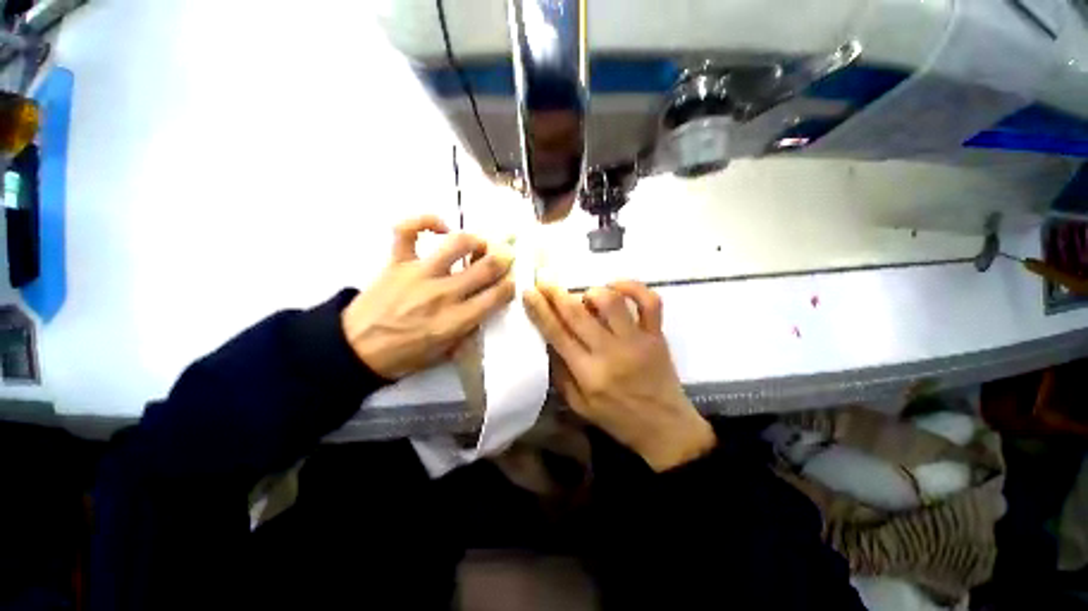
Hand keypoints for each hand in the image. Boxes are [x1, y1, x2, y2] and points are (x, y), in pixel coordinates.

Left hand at [342, 215, 514, 379]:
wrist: (355, 350)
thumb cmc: (404, 356)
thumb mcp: (444, 355)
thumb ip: (468, 333)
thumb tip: (483, 313)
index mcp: (456, 321)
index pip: (496, 296)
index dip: (510, 285)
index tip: (511, 282)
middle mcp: (443, 294)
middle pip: (485, 268)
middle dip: (503, 260)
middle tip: (505, 258)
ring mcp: (419, 274)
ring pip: (457, 244)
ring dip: (476, 241)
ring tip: (479, 244)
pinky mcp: (397, 262)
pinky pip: (407, 230)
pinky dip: (424, 220)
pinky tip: (440, 227)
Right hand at [523, 281, 715, 471]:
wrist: (665, 427)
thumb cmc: (618, 418)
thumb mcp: (579, 405)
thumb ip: (560, 373)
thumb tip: (548, 341)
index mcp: (589, 373)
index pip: (557, 334)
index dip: (540, 310)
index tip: (528, 292)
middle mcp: (611, 352)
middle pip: (578, 314)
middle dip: (556, 293)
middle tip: (544, 280)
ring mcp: (637, 340)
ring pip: (611, 302)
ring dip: (591, 293)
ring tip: (585, 298)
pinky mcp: (656, 334)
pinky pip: (650, 302)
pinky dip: (633, 287)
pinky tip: (616, 286)